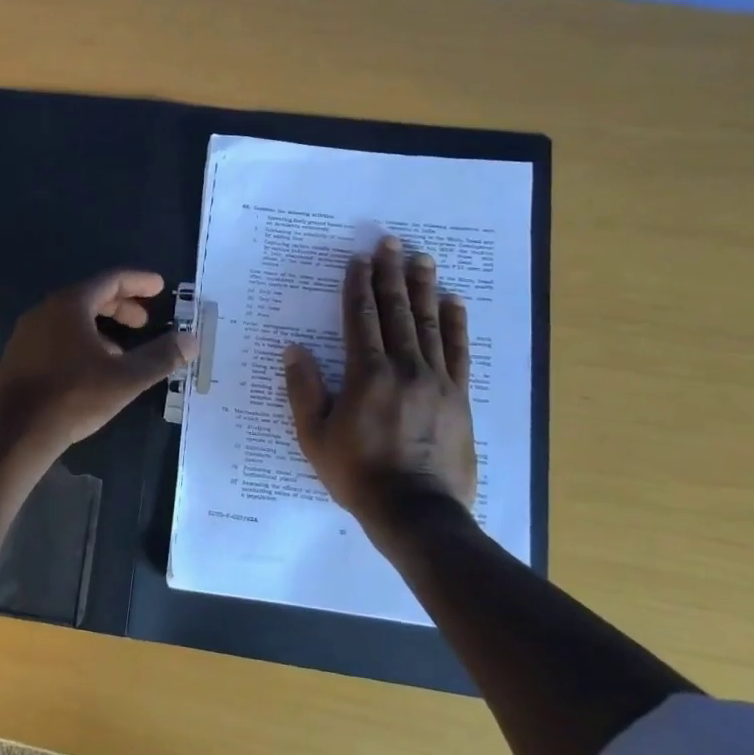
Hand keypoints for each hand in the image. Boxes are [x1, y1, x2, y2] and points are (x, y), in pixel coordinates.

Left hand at [0, 270, 194, 458]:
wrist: (16, 431)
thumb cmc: (73, 397)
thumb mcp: (125, 378)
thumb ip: (161, 356)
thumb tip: (192, 339)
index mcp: (70, 304)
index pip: (110, 280)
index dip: (138, 282)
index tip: (159, 287)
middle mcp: (45, 310)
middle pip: (90, 297)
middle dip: (121, 306)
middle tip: (144, 321)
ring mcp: (27, 333)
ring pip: (72, 319)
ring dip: (101, 327)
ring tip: (123, 350)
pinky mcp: (19, 356)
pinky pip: (56, 336)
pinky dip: (80, 341)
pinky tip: (92, 368)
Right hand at [284, 237, 477, 555]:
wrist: (416, 512)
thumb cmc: (358, 474)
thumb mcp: (315, 437)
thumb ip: (304, 390)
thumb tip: (294, 350)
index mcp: (367, 375)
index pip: (361, 319)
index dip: (358, 287)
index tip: (358, 260)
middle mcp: (405, 368)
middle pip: (397, 312)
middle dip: (391, 275)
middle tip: (390, 243)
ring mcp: (437, 381)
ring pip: (430, 324)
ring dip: (424, 289)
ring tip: (422, 259)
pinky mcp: (459, 397)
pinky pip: (459, 352)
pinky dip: (456, 324)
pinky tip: (454, 302)